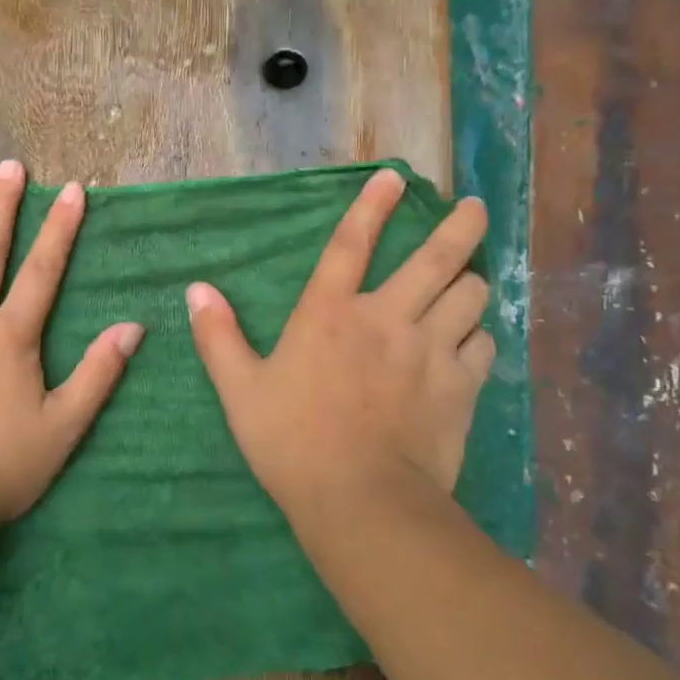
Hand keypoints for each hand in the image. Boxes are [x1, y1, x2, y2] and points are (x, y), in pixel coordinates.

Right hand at [186, 167, 493, 519]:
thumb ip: (218, 337)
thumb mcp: (240, 390)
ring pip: (469, 296)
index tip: (394, 177)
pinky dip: (479, 335)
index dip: (371, 205)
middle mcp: (386, 318)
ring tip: (472, 277)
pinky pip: (483, 345)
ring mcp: (429, 350)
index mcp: (330, 313)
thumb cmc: (291, 442)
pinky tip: (473, 339)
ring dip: (471, 281)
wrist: (361, 502)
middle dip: (460, 227)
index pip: (351, 243)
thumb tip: (196, 290)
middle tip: (475, 208)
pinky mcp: (460, 386)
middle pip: (435, 258)